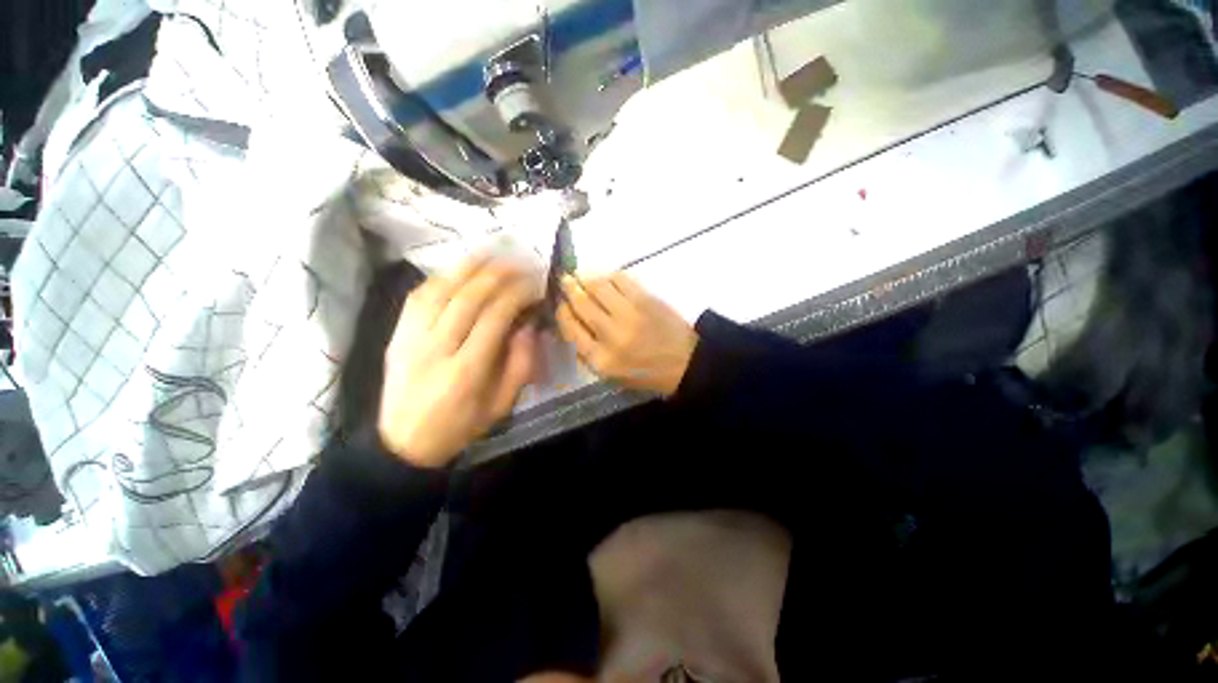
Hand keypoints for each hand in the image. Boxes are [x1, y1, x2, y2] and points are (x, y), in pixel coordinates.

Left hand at [379, 257, 541, 467]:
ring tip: (492, 255)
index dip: (517, 295)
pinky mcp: (396, 334)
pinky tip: (459, 270)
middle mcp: (435, 349)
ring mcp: (410, 338)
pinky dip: (441, 277)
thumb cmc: (461, 426)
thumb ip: (520, 364)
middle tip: (519, 264)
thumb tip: (529, 325)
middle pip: (468, 298)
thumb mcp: (502, 405)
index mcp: (466, 372)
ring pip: (440, 290)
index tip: (534, 286)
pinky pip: (418, 296)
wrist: (404, 442)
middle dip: (497, 275)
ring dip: (469, 267)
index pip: (494, 318)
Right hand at [556, 273, 697, 396]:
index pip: (570, 328)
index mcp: (600, 359)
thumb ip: (587, 355)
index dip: (562, 312)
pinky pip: (620, 279)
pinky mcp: (646, 300)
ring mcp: (629, 314)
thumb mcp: (611, 376)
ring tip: (582, 276)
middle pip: (581, 304)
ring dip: (586, 278)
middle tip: (565, 280)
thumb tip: (570, 326)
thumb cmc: (646, 373)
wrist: (686, 363)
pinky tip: (607, 278)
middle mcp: (611, 334)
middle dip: (569, 289)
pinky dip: (609, 276)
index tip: (561, 304)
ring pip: (598, 287)